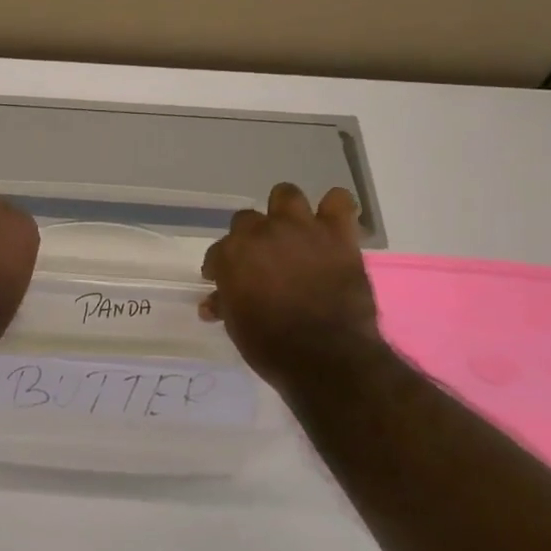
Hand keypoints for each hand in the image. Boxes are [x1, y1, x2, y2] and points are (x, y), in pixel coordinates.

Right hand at [200, 183, 383, 382]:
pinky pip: (338, 201)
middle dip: (251, 238)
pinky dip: (334, 210)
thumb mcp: (237, 327)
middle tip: (261, 259)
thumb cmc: (271, 346)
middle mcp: (261, 233)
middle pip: (247, 219)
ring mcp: (301, 229)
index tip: (225, 281)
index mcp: (231, 254)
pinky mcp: (338, 234)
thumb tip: (212, 304)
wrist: (326, 356)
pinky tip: (331, 226)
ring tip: (292, 233)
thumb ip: (225, 305)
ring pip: (286, 195)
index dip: (221, 266)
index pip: (218, 250)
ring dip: (286, 212)